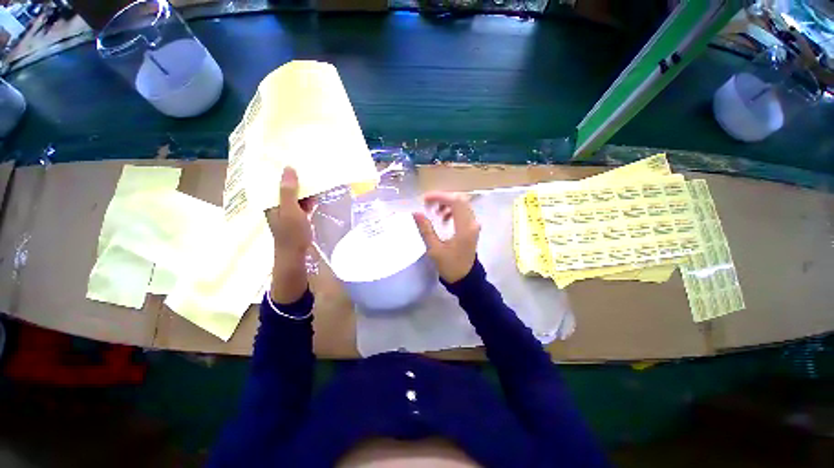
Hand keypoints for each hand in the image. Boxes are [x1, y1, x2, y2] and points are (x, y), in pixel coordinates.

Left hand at [265, 167, 314, 257]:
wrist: (296, 254)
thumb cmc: (291, 233)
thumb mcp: (290, 210)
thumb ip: (288, 191)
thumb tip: (288, 168)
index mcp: (270, 202)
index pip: (274, 182)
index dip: (282, 172)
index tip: (293, 161)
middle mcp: (277, 205)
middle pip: (285, 188)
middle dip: (296, 180)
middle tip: (308, 168)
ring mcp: (287, 212)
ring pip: (295, 196)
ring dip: (304, 190)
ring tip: (315, 179)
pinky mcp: (297, 218)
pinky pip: (302, 205)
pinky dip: (308, 200)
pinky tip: (316, 197)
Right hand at [413, 191, 480, 282]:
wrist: (465, 278)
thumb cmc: (450, 265)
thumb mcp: (435, 249)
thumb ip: (426, 229)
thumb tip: (416, 213)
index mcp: (465, 228)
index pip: (455, 202)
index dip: (440, 196)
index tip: (425, 199)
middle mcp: (472, 223)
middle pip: (460, 200)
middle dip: (442, 198)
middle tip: (428, 204)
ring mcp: (474, 225)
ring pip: (462, 205)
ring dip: (447, 204)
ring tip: (434, 212)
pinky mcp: (472, 227)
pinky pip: (463, 211)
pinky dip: (452, 210)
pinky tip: (443, 219)